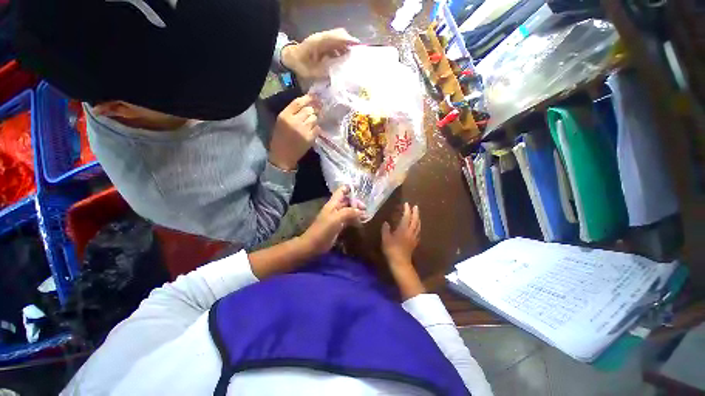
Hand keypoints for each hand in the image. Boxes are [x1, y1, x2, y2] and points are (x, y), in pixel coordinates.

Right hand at [269, 95, 320, 170]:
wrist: (283, 156)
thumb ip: (291, 112)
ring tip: (310, 123)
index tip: (313, 97)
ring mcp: (304, 130)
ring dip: (314, 120)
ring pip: (314, 118)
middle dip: (312, 111)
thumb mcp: (281, 122)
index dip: (307, 98)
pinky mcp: (310, 138)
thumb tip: (306, 105)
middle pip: (309, 110)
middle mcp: (295, 121)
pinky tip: (312, 131)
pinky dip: (316, 128)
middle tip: (312, 113)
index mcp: (285, 116)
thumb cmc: (280, 138)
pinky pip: (317, 128)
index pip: (298, 102)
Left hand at [282, 28, 359, 80]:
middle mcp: (322, 38)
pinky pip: (335, 45)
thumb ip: (324, 72)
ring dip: (346, 47)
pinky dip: (341, 51)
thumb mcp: (311, 72)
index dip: (347, 40)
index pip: (336, 37)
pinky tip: (345, 60)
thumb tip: (338, 73)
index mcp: (319, 42)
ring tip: (353, 59)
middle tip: (357, 55)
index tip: (358, 46)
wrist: (291, 59)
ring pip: (338, 39)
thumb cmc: (300, 66)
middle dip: (350, 43)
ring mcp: (322, 40)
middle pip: (339, 35)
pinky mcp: (323, 45)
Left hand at [301, 186, 363, 255]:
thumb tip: (361, 211)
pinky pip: (348, 219)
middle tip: (366, 208)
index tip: (360, 187)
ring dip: (357, 211)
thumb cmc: (323, 230)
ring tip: (366, 215)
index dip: (350, 187)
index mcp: (333, 203)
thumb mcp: (336, 219)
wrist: (313, 245)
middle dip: (356, 202)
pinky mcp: (338, 226)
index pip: (341, 191)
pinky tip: (361, 222)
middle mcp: (335, 208)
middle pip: (347, 201)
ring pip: (348, 210)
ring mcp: (336, 217)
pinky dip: (355, 219)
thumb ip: (348, 212)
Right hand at [382, 203, 420, 269]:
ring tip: (417, 214)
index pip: (406, 217)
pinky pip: (418, 231)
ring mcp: (414, 237)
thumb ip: (386, 229)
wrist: (400, 262)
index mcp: (403, 229)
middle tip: (415, 206)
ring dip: (418, 218)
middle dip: (415, 212)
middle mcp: (410, 232)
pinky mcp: (415, 242)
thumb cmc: (391, 250)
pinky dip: (418, 226)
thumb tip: (386, 223)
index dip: (407, 210)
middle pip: (415, 220)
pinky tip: (416, 227)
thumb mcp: (385, 239)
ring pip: (418, 225)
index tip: (406, 204)